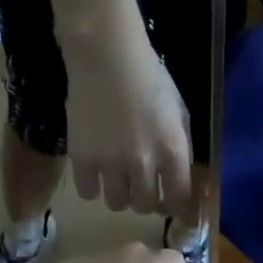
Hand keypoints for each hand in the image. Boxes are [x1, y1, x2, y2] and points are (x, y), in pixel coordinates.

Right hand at [62, 28, 194, 217]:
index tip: (169, 202)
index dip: (175, 206)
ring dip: (120, 196)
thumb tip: (180, 176)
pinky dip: (93, 187)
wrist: (107, 57)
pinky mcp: (81, 158)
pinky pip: (87, 193)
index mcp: (172, 150)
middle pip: (144, 205)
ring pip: (117, 204)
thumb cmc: (149, 77)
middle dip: (145, 199)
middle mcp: (143, 163)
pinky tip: (95, 172)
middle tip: (140, 186)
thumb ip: (181, 146)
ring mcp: (110, 163)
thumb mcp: (179, 110)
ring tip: (117, 179)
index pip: (178, 198)